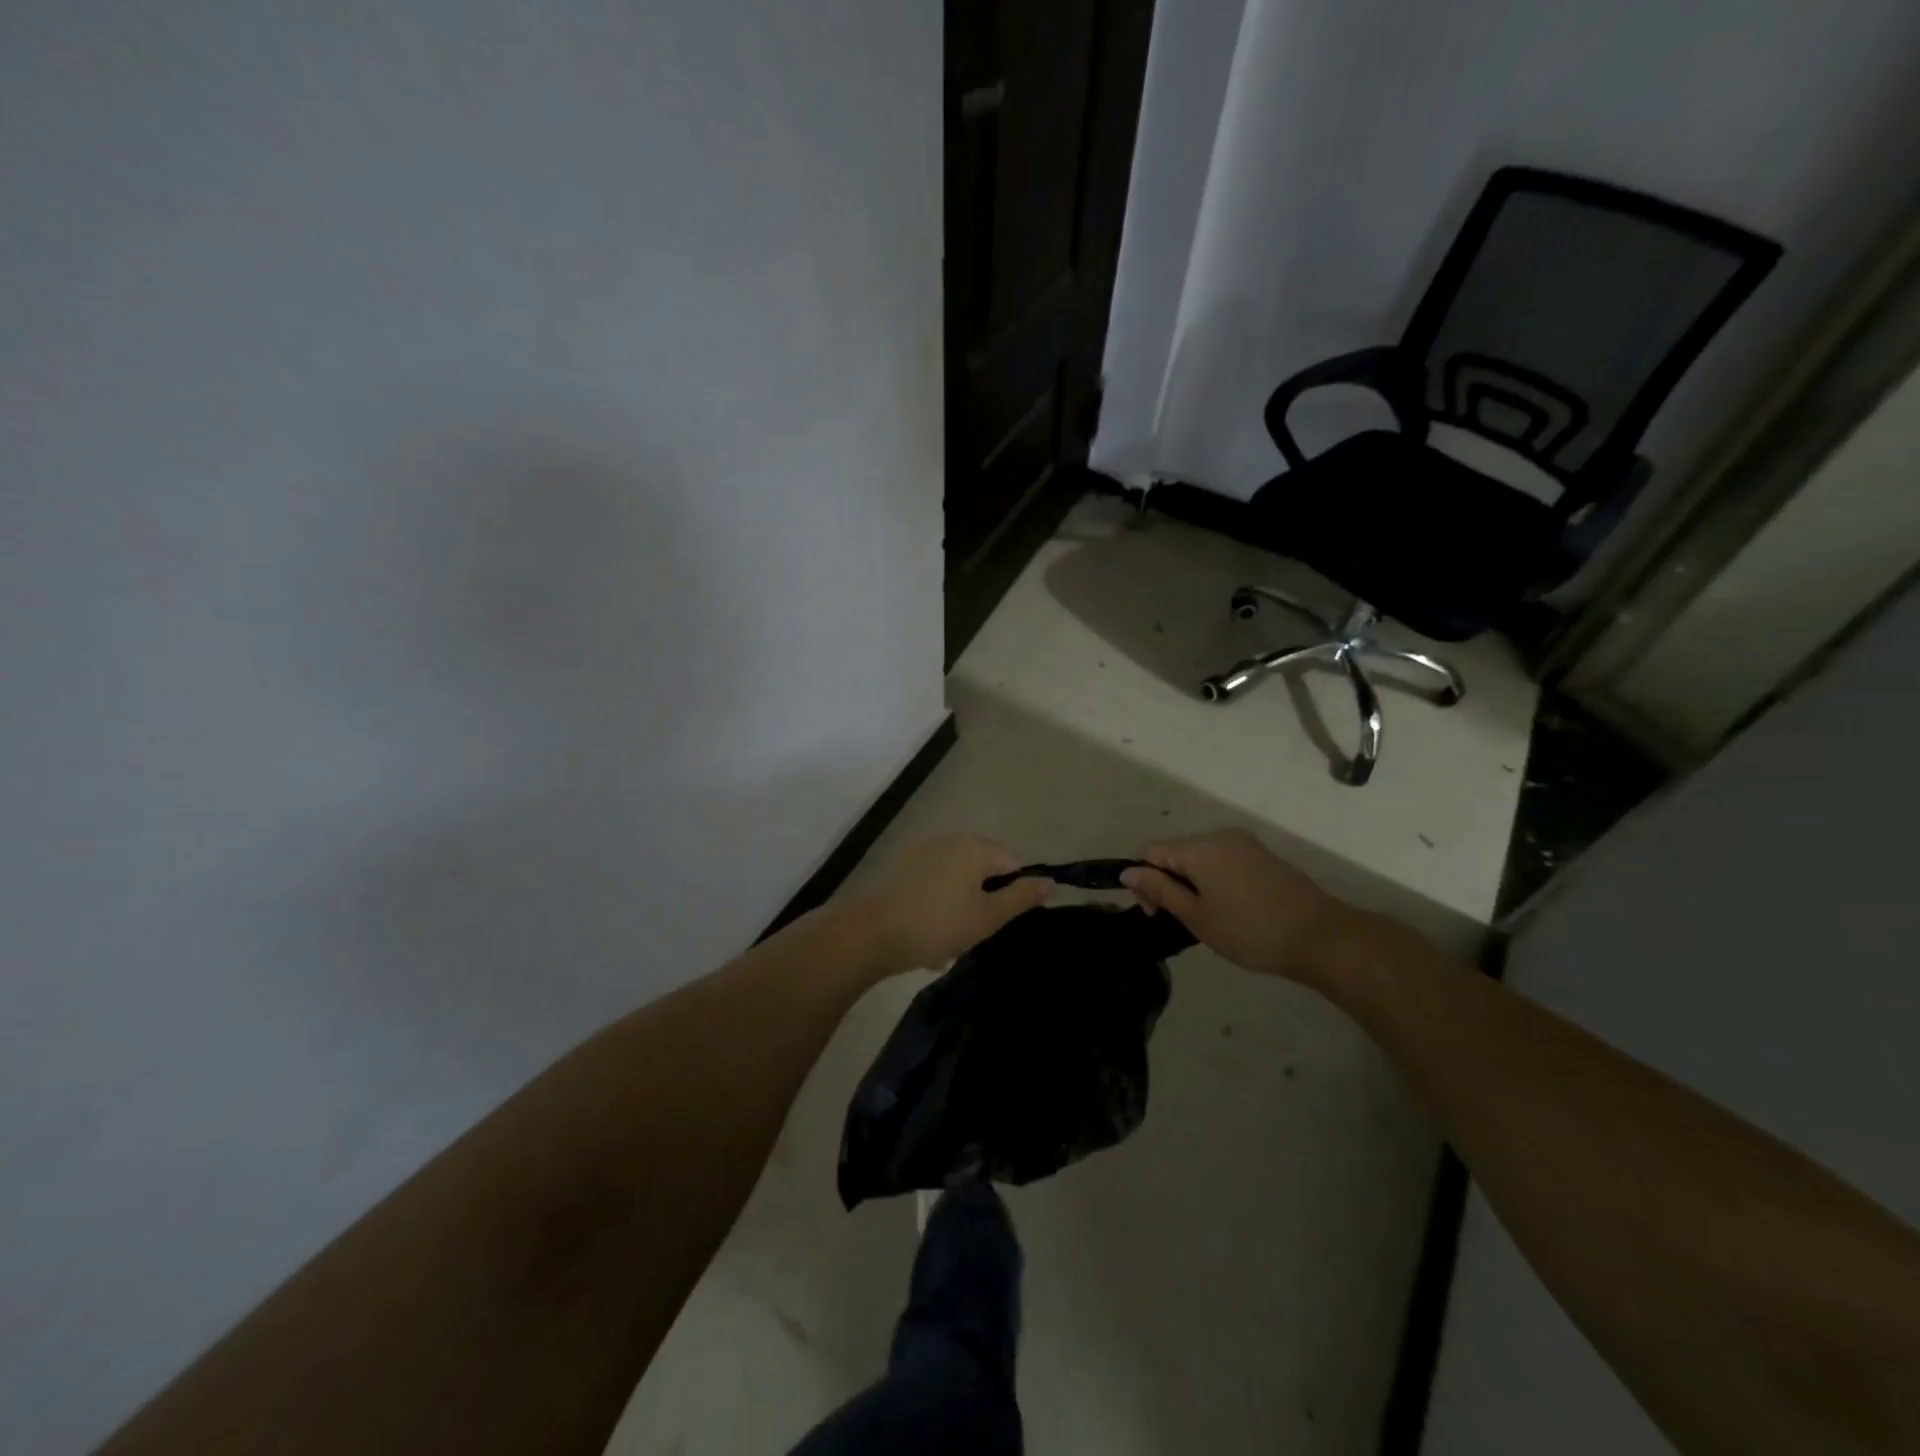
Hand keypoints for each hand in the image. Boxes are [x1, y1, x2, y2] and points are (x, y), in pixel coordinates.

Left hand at [849, 834, 1052, 975]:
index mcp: (974, 846)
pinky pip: (936, 886)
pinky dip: (938, 907)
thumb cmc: (937, 924)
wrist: (871, 933)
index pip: (1013, 863)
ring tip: (947, 942)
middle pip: (984, 871)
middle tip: (972, 935)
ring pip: (959, 882)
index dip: (1013, 894)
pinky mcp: (904, 868)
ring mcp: (924, 852)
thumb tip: (1049, 881)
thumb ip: (1021, 897)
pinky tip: (926, 934)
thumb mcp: (987, 917)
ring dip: (960, 910)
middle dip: (983, 903)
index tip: (998, 922)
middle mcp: (950, 840)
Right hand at [1120, 829, 1349, 983]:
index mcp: (1198, 848)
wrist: (1320, 937)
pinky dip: (1215, 879)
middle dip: (1168, 881)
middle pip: (1175, 851)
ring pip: (1200, 856)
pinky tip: (1230, 908)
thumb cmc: (1250, 931)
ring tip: (1208, 917)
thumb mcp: (1197, 916)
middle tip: (1181, 920)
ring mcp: (1244, 843)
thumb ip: (1160, 890)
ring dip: (1192, 881)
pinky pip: (1223, 860)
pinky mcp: (1262, 855)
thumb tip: (1127, 872)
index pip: (1149, 851)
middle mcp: (1219, 836)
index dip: (1143, 880)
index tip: (1157, 913)